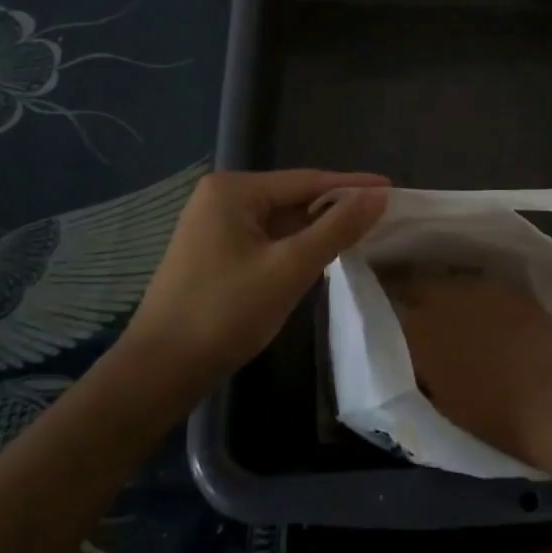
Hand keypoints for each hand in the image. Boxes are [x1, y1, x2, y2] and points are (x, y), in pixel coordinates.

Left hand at [126, 170, 388, 385]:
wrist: (159, 372)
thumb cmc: (224, 313)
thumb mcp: (289, 269)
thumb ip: (336, 228)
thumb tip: (378, 195)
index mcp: (234, 189)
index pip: (308, 180)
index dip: (352, 186)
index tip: (392, 190)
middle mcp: (221, 197)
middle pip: (293, 197)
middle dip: (336, 207)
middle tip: (382, 215)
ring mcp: (214, 225)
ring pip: (280, 220)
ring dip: (317, 228)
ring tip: (362, 232)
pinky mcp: (213, 251)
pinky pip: (266, 238)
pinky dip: (295, 245)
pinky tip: (321, 253)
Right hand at [383, 268, 551, 465]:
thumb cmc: (492, 416)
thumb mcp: (437, 398)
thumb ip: (417, 367)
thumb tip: (411, 353)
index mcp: (417, 329)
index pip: (389, 301)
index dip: (384, 303)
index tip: (380, 307)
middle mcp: (442, 297)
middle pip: (416, 281)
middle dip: (410, 290)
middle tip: (409, 304)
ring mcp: (478, 287)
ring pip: (448, 280)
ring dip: (442, 290)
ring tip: (444, 305)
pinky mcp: (508, 286)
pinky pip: (479, 283)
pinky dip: (473, 294)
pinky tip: (479, 308)